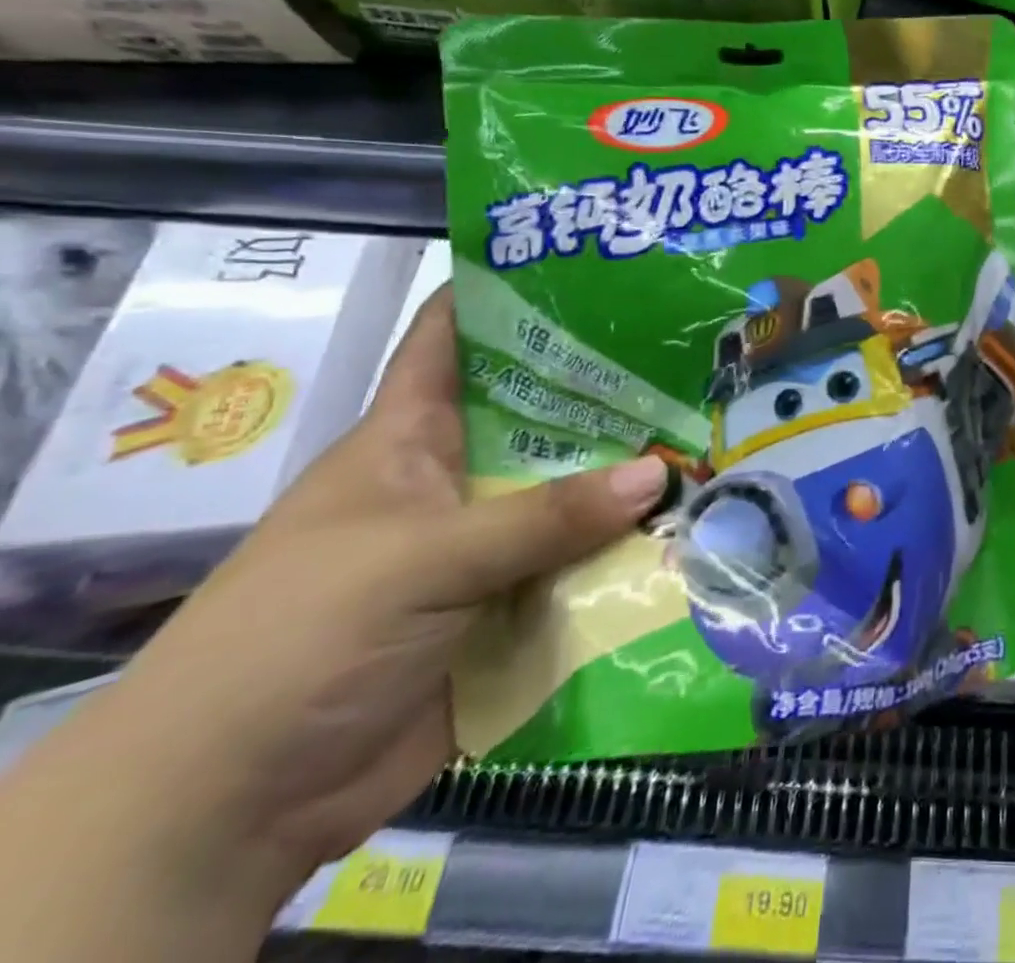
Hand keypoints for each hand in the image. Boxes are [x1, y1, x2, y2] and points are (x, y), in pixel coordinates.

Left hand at [36, 289, 668, 904]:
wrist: (236, 807)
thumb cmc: (300, 638)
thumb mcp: (420, 559)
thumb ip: (544, 518)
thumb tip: (660, 474)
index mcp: (414, 439)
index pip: (456, 340)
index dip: (509, 294)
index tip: (591, 265)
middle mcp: (461, 481)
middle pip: (546, 419)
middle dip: (616, 392)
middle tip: (699, 359)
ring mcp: (491, 547)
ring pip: (578, 497)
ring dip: (638, 481)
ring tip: (721, 439)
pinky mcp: (516, 607)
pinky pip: (587, 569)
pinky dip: (635, 556)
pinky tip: (701, 531)